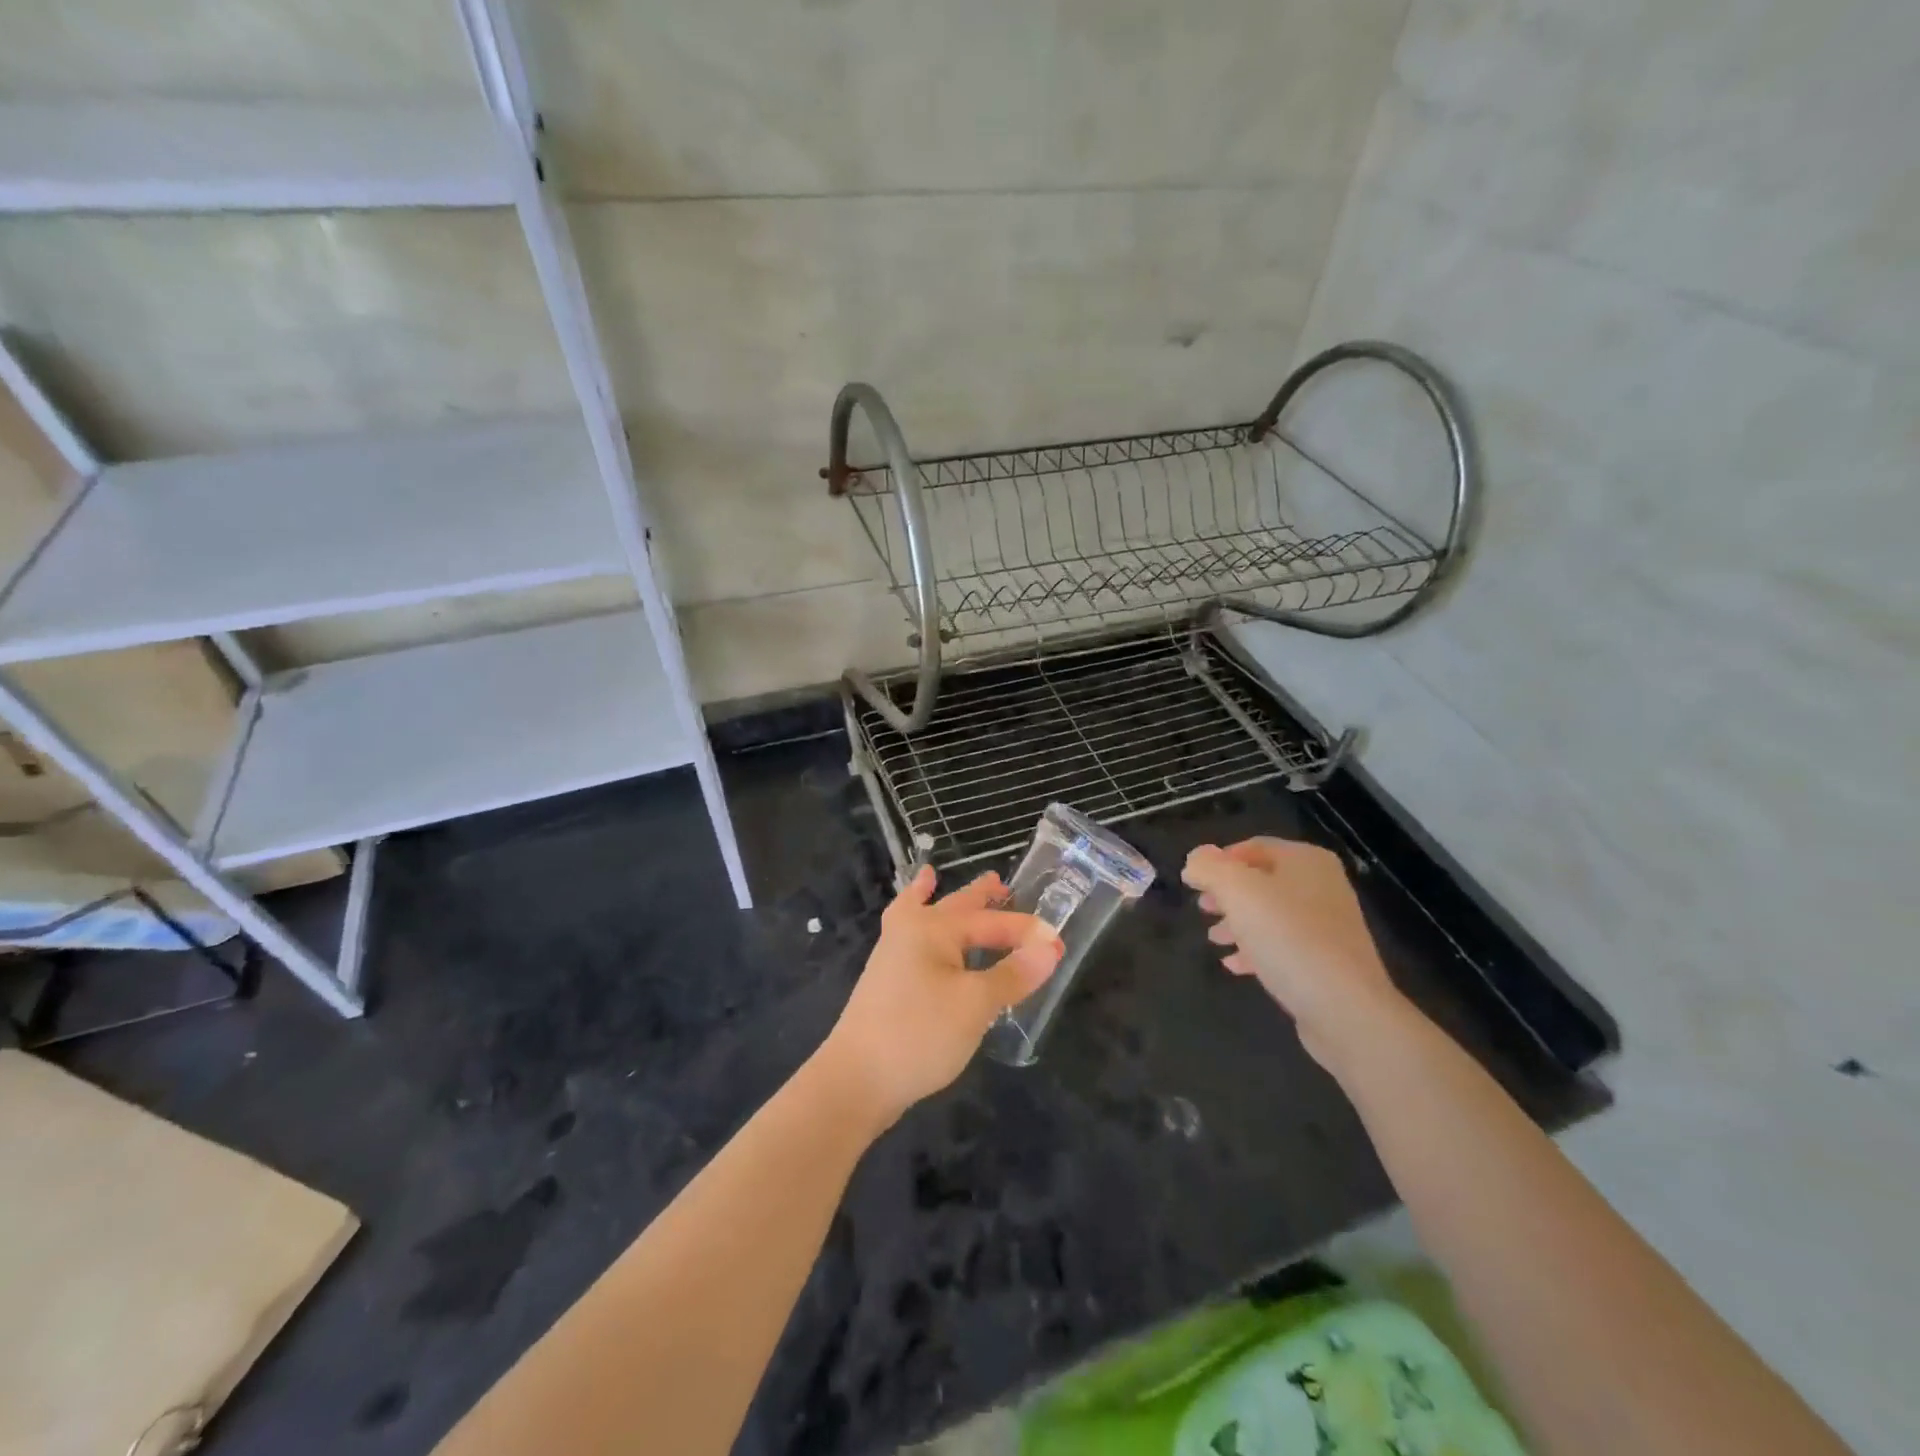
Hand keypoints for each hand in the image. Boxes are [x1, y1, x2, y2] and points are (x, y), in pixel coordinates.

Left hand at [820, 866, 1063, 1130]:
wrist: (856, 1080)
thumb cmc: (919, 1034)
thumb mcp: (976, 1005)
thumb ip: (1013, 975)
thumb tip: (1050, 948)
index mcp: (934, 928)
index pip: (992, 923)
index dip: (1026, 933)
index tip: (1058, 945)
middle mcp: (911, 930)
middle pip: (954, 906)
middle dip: (980, 896)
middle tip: (1002, 883)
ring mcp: (893, 954)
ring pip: (926, 916)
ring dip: (942, 902)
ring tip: (938, 879)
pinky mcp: (887, 979)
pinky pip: (906, 933)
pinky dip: (909, 918)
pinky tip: (909, 922)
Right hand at [1182, 837, 1406, 1068]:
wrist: (1345, 1008)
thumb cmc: (1288, 937)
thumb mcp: (1238, 892)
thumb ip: (1210, 868)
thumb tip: (1196, 859)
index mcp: (1305, 860)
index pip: (1252, 847)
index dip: (1218, 861)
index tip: (1193, 883)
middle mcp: (1321, 886)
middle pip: (1261, 881)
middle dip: (1227, 894)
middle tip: (1202, 909)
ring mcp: (1328, 925)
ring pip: (1270, 914)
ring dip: (1237, 923)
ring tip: (1214, 939)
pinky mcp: (1327, 961)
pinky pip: (1284, 945)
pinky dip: (1256, 949)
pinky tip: (1234, 965)